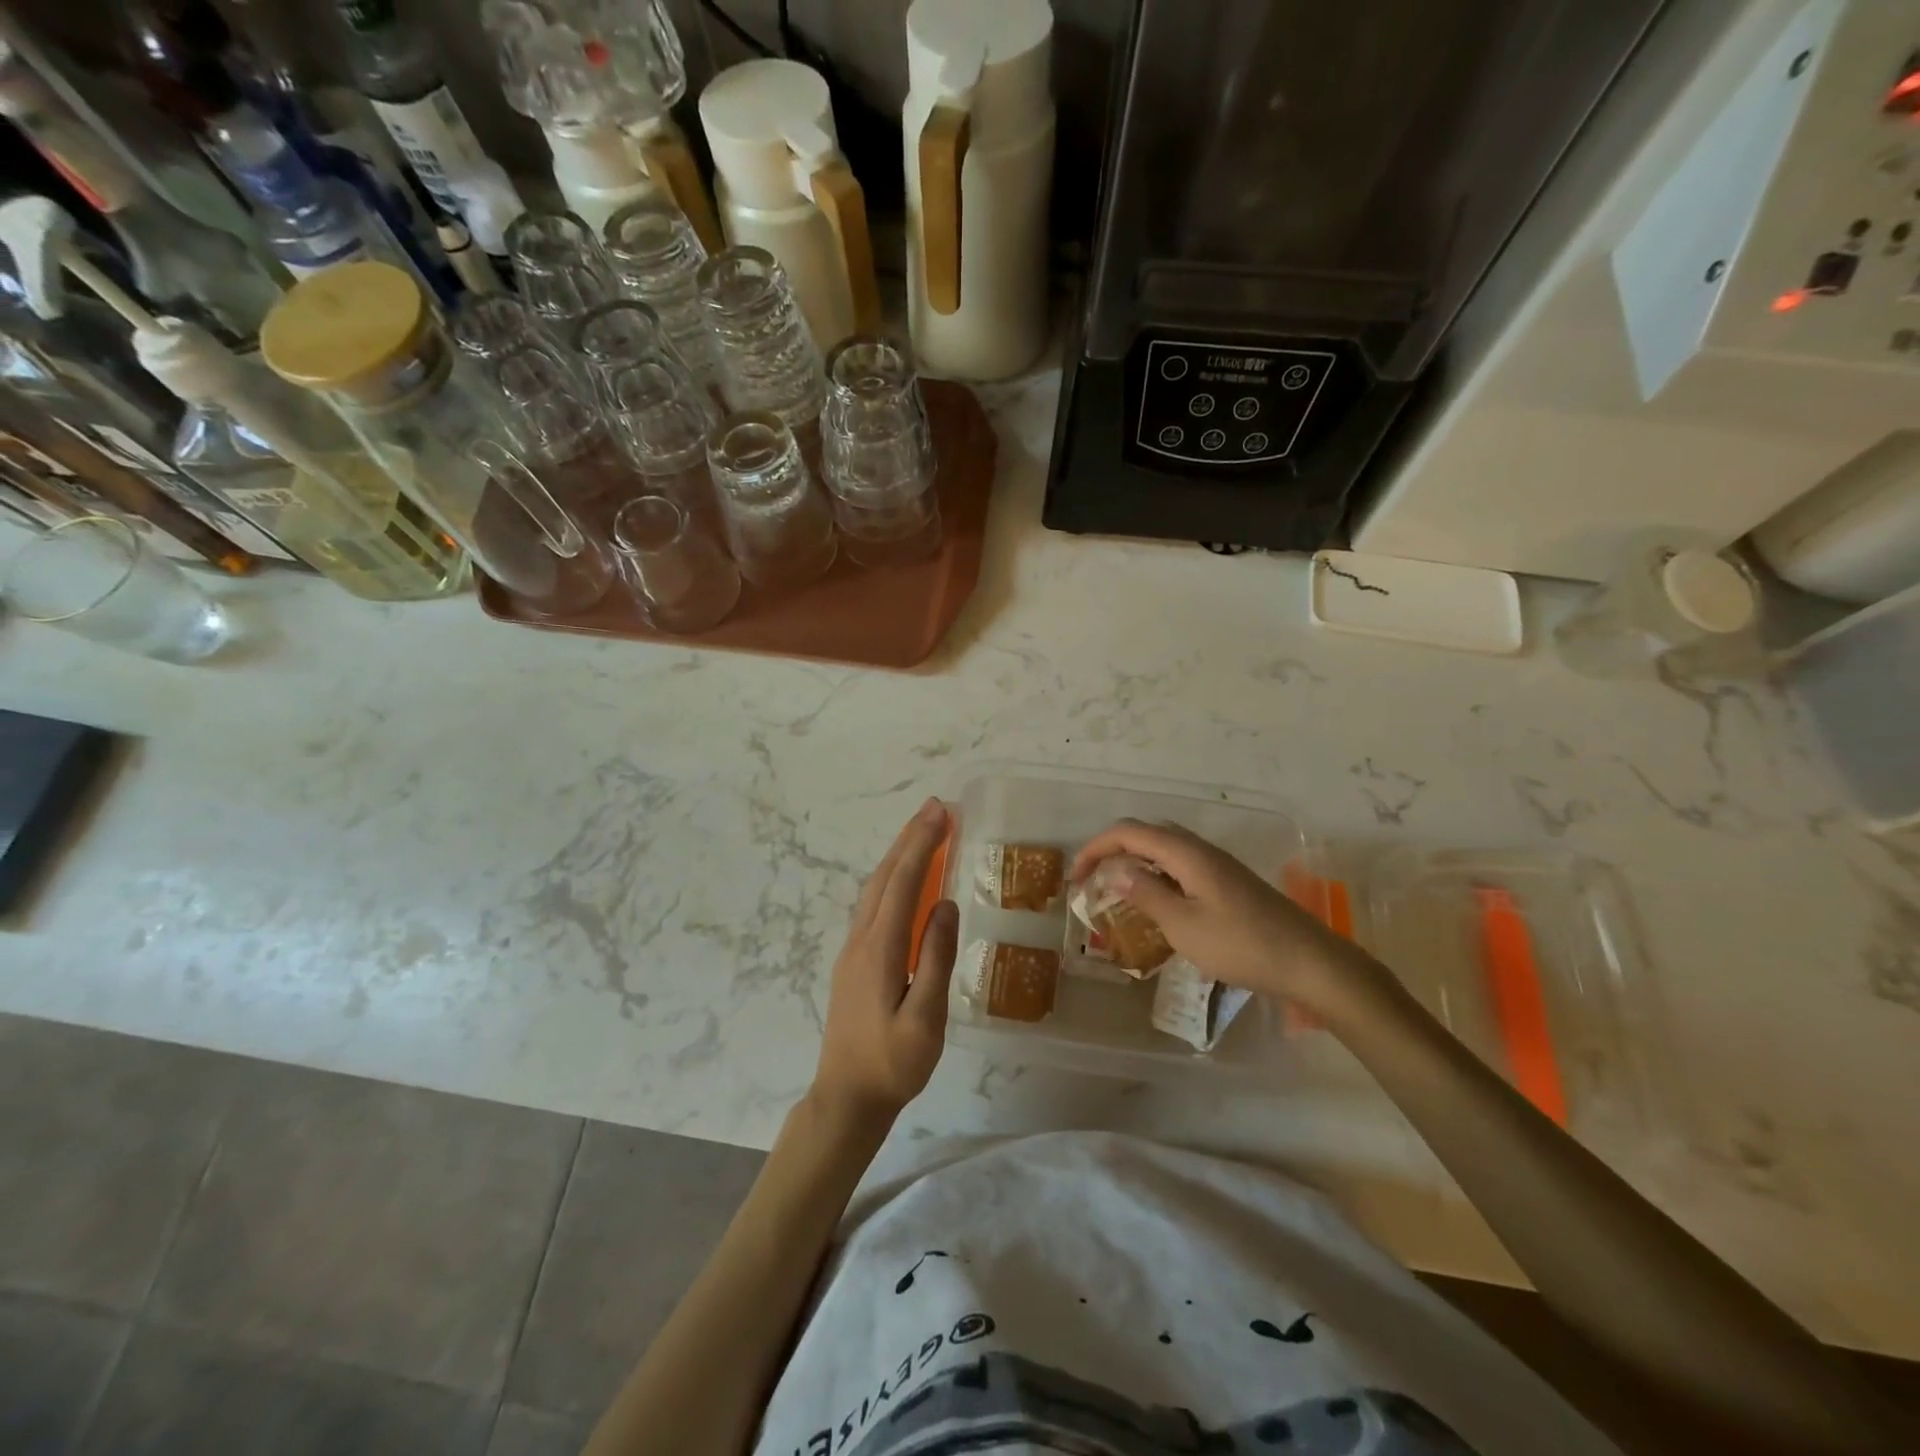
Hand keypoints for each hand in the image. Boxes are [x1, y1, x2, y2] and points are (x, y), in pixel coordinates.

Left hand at [811, 799, 958, 1125]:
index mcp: (879, 948)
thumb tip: (946, 904)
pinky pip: (873, 905)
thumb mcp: (925, 1018)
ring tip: (924, 832)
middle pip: (885, 876)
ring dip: (900, 855)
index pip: (904, 882)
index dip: (923, 844)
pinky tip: (905, 880)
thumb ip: (936, 958)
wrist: (845, 1098)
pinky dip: (892, 879)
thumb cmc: (892, 1064)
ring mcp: (852, 949)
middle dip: (910, 838)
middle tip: (936, 808)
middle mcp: (861, 939)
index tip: (942, 813)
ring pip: (875, 888)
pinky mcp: (853, 961)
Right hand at [1071, 819, 1374, 1013]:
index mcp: (1186, 853)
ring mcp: (1218, 865)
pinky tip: (1156, 905)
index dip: (1095, 848)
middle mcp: (1200, 850)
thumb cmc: (1242, 945)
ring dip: (1135, 862)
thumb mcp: (1184, 925)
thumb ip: (1146, 893)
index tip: (1075, 878)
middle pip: (1146, 834)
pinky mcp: (1229, 882)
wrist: (1310, 963)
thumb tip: (1114, 869)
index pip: (1128, 832)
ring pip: (1165, 849)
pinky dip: (1157, 876)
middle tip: (1092, 882)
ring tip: (1117, 892)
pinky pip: (1181, 866)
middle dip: (1112, 851)